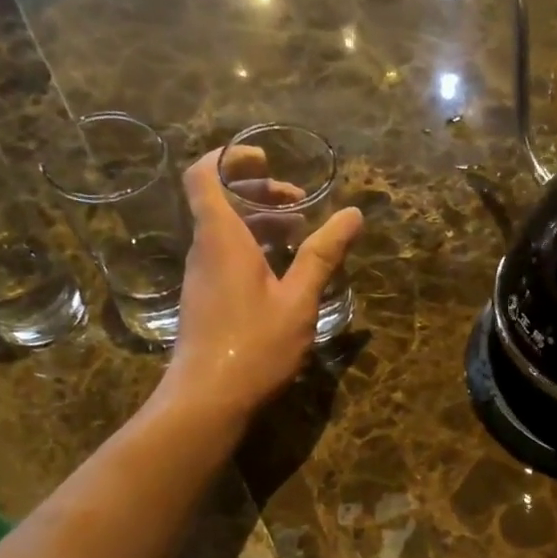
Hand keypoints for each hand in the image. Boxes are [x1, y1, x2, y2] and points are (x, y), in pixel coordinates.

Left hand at [148, 146, 362, 425]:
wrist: (208, 399)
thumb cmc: (254, 345)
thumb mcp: (298, 300)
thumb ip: (323, 255)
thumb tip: (354, 214)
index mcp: (222, 239)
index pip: (205, 175)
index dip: (230, 158)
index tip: (266, 158)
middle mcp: (205, 251)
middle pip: (220, 201)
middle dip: (260, 192)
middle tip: (300, 202)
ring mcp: (202, 277)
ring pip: (225, 232)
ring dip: (261, 223)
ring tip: (300, 235)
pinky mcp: (206, 301)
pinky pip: (226, 257)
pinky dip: (254, 249)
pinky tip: (284, 273)